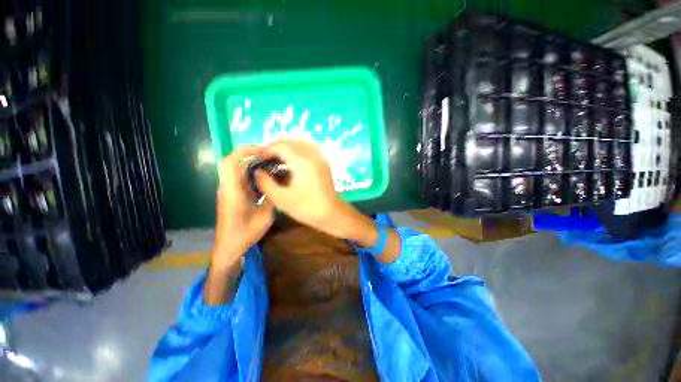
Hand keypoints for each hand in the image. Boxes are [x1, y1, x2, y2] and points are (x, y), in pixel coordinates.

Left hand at [213, 146, 273, 263]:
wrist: (229, 247)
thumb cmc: (245, 234)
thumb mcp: (265, 217)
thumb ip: (271, 199)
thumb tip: (276, 185)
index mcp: (233, 192)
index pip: (230, 163)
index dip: (244, 151)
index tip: (262, 150)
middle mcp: (227, 188)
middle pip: (232, 163)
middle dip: (249, 155)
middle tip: (268, 156)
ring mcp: (228, 191)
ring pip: (236, 170)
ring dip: (250, 164)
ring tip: (269, 165)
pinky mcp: (231, 195)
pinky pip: (240, 179)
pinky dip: (251, 174)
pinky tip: (265, 179)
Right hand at [254, 140, 344, 236]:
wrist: (332, 214)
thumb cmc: (307, 208)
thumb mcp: (281, 199)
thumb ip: (266, 183)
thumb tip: (258, 171)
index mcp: (302, 163)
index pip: (281, 146)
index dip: (267, 150)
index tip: (258, 160)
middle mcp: (313, 156)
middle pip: (291, 142)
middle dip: (276, 148)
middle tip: (265, 159)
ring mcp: (320, 159)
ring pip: (300, 144)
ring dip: (286, 149)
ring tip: (276, 160)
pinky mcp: (323, 164)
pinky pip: (308, 150)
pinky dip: (297, 152)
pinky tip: (290, 164)